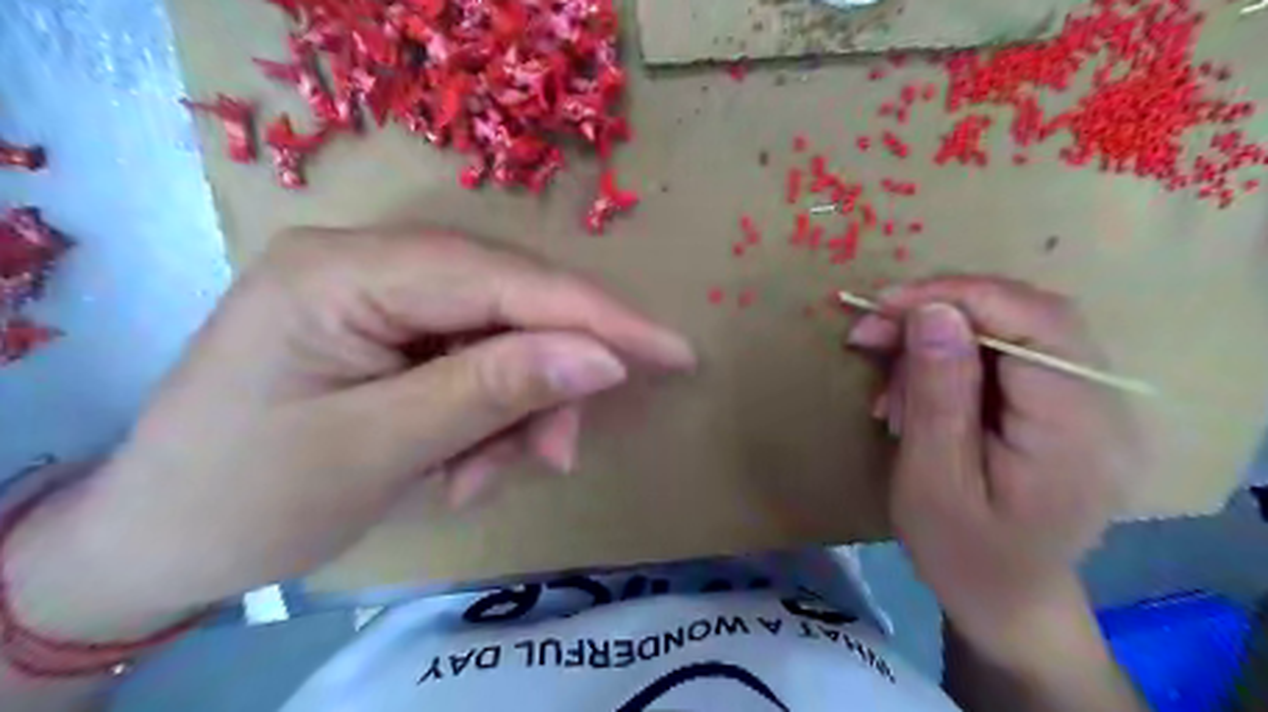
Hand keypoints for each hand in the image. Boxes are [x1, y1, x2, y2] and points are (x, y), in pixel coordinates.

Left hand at [6, 224, 690, 632]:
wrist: (158, 542)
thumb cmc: (246, 498)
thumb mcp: (380, 449)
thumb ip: (495, 390)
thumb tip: (603, 358)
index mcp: (345, 271)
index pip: (505, 280)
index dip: (597, 317)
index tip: (673, 351)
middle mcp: (368, 262)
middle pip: (507, 304)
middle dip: (544, 381)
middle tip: (553, 456)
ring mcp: (379, 295)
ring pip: (498, 337)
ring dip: (511, 411)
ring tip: (477, 476)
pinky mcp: (390, 331)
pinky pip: (472, 361)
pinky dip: (484, 417)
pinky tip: (457, 464)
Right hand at [851, 274, 1139, 660]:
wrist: (1005, 598)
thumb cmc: (962, 552)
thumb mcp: (933, 479)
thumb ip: (938, 393)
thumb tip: (932, 310)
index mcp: (1078, 429)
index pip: (1032, 322)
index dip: (955, 296)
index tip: (882, 304)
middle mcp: (1103, 403)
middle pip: (1027, 313)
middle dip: (940, 310)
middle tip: (871, 330)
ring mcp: (1089, 401)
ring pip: (1013, 327)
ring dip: (939, 336)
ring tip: (886, 376)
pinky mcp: (1064, 404)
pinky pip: (1007, 354)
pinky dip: (951, 357)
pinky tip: (913, 389)